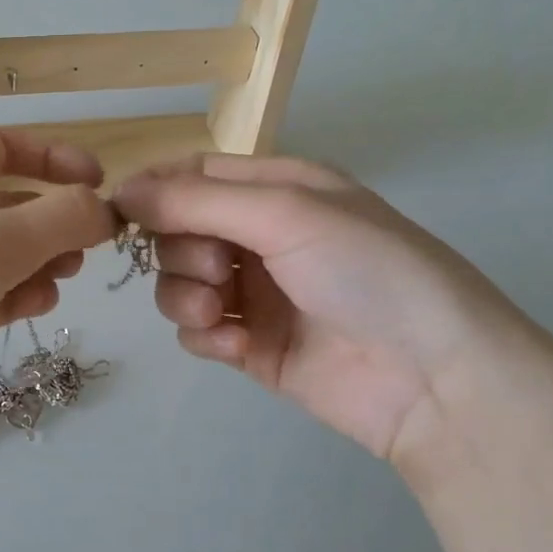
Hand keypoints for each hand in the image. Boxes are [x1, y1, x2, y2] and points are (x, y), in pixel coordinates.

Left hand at [0, 130, 114, 462]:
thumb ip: (60, 219)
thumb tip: (106, 209)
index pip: (1, 146)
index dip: (54, 158)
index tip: (101, 184)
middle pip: (8, 202)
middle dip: (53, 219)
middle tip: (92, 244)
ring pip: (3, 252)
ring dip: (41, 259)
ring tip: (66, 274)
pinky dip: (19, 294)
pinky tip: (40, 304)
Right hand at [113, 154, 550, 464]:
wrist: (431, 378)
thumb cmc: (366, 271)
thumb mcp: (285, 213)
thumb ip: (197, 200)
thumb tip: (121, 192)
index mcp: (277, 188)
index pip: (194, 173)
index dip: (154, 190)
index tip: (121, 214)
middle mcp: (261, 235)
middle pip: (177, 230)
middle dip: (182, 252)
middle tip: (219, 271)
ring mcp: (254, 292)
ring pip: (178, 283)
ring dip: (187, 298)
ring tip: (225, 315)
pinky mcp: (250, 344)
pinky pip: (196, 331)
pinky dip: (206, 336)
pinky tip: (238, 346)